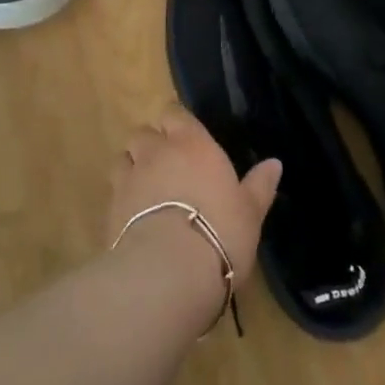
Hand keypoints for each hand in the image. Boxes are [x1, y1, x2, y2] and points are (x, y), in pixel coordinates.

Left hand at [106, 106, 281, 313]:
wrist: (168, 271)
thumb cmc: (220, 231)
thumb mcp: (250, 211)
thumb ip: (259, 185)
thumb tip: (275, 163)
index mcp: (191, 143)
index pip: (174, 113)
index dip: (176, 123)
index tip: (185, 137)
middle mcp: (156, 152)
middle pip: (143, 132)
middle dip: (151, 143)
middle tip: (166, 164)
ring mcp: (129, 178)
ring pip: (123, 158)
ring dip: (132, 166)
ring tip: (145, 188)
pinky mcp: (110, 208)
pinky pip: (113, 191)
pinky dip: (122, 197)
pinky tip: (134, 217)